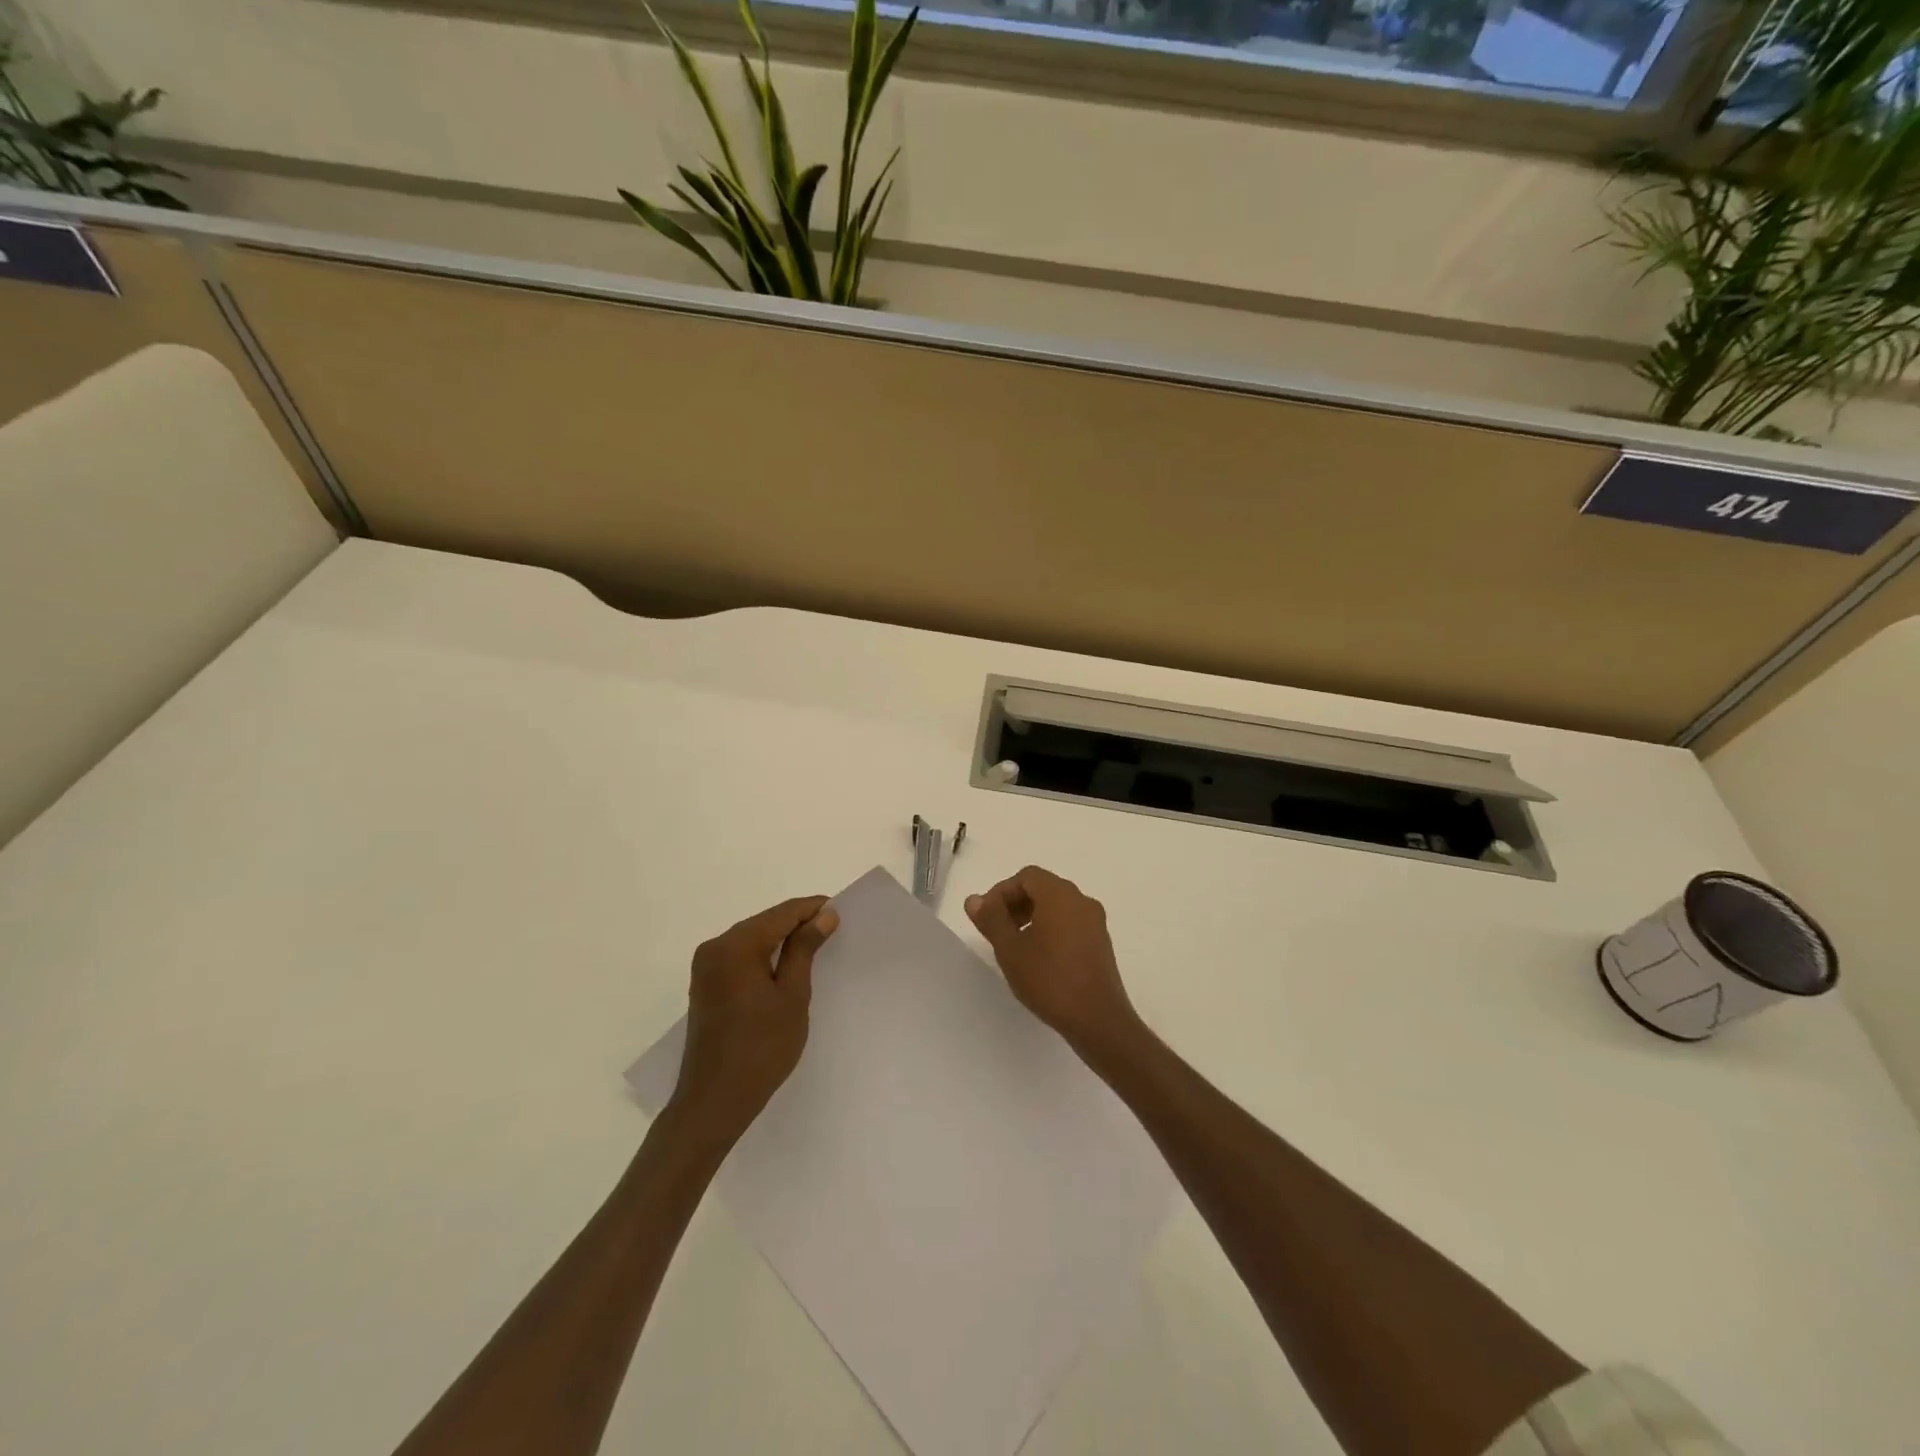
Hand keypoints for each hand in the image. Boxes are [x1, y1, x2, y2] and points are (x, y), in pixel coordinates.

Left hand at [668, 895, 839, 1145]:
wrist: (714, 1101)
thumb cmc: (761, 1049)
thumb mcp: (792, 996)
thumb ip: (805, 949)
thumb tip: (824, 914)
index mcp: (736, 946)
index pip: (782, 914)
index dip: (812, 909)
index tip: (841, 911)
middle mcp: (715, 947)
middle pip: (765, 923)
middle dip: (797, 923)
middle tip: (833, 930)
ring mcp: (706, 966)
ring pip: (752, 938)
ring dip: (781, 940)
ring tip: (815, 947)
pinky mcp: (705, 984)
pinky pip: (740, 957)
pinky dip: (764, 956)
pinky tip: (786, 967)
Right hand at [965, 866, 1142, 1055]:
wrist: (1098, 1019)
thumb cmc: (1049, 980)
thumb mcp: (1010, 949)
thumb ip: (991, 919)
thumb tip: (974, 900)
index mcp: (1060, 895)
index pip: (1026, 877)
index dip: (1002, 892)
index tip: (987, 917)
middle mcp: (1081, 900)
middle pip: (1043, 888)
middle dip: (1015, 903)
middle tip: (997, 930)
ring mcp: (1095, 921)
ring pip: (1057, 906)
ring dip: (1032, 917)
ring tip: (1015, 946)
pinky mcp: (1101, 942)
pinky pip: (1071, 922)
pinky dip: (1050, 928)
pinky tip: (1039, 958)